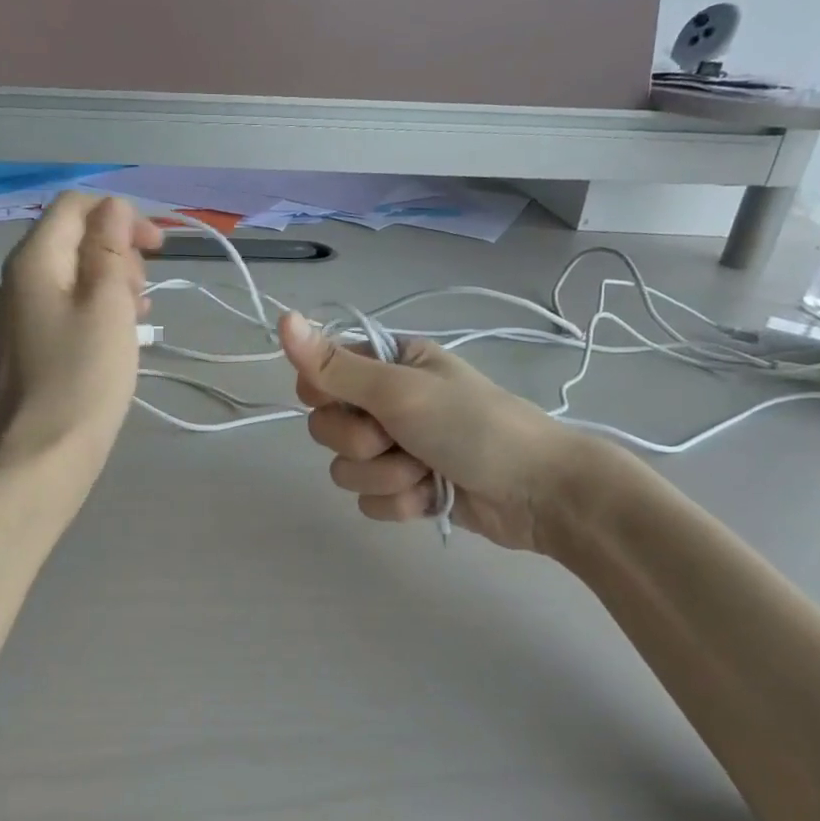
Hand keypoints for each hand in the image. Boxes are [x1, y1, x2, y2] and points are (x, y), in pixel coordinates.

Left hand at [0, 193, 162, 486]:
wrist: (44, 454)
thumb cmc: (83, 376)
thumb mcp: (107, 303)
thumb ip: (109, 247)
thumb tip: (113, 208)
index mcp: (34, 259)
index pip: (74, 205)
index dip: (119, 214)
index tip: (156, 248)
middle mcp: (21, 278)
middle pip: (75, 236)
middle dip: (118, 251)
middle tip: (143, 292)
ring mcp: (24, 312)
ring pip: (76, 273)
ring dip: (114, 282)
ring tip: (140, 314)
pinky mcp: (34, 342)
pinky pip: (71, 305)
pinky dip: (101, 308)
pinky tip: (124, 333)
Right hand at [279, 311, 617, 551]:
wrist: (537, 491)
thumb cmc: (471, 425)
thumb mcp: (399, 390)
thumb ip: (335, 366)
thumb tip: (282, 318)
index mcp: (388, 365)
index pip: (320, 376)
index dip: (325, 394)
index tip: (351, 401)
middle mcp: (388, 402)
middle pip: (327, 427)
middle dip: (362, 442)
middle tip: (399, 438)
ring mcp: (397, 448)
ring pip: (346, 469)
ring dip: (385, 476)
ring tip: (427, 471)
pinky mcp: (407, 488)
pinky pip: (369, 500)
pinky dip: (400, 502)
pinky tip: (432, 496)